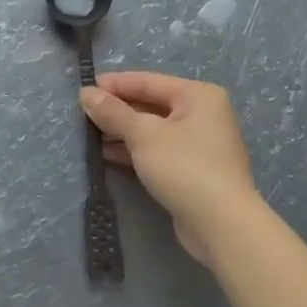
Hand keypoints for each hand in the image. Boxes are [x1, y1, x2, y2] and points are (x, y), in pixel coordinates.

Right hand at [80, 72, 262, 262]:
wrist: (222, 225)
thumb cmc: (184, 167)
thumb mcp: (143, 135)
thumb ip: (113, 112)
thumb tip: (86, 93)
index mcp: (198, 95)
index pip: (148, 81)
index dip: (115, 84)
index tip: (85, 88)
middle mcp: (204, 114)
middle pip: (152, 104)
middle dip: (118, 110)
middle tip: (84, 114)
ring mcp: (201, 144)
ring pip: (154, 129)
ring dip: (123, 132)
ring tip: (91, 135)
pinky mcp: (195, 170)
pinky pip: (159, 150)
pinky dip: (136, 150)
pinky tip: (108, 155)